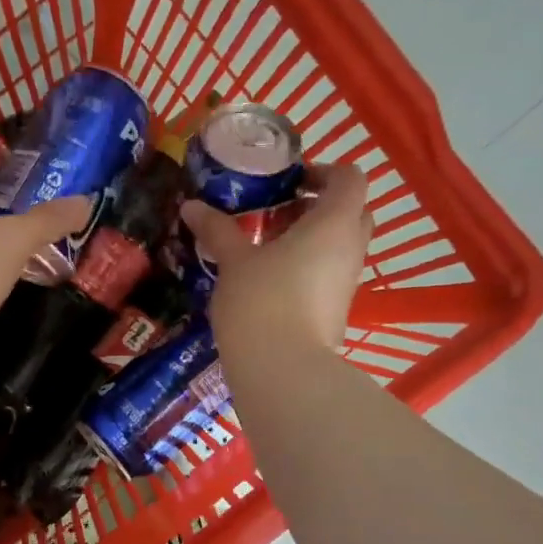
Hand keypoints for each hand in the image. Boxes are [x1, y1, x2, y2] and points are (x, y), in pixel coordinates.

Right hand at [180, 162, 371, 353]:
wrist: (283, 371)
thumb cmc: (261, 301)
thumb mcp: (233, 261)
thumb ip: (217, 229)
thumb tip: (191, 206)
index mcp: (334, 222)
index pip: (349, 177)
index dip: (322, 172)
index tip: (286, 183)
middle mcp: (351, 248)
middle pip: (349, 211)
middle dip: (316, 206)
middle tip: (276, 214)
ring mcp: (347, 283)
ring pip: (338, 245)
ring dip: (309, 239)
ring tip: (264, 249)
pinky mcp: (337, 311)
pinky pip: (328, 275)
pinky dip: (307, 268)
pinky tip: (269, 282)